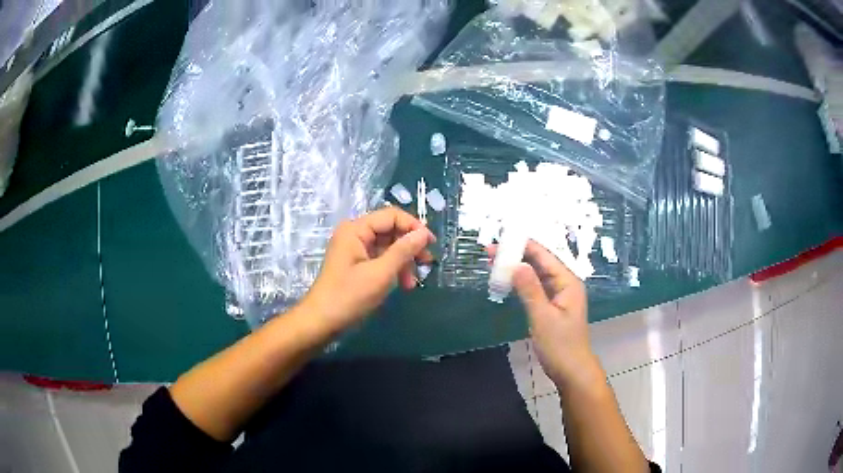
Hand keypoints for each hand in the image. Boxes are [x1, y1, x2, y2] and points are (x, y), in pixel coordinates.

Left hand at [301, 207, 434, 333]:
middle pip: (390, 230)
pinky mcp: (357, 265)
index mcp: (356, 229)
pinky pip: (381, 259)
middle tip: (427, 264)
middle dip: (409, 247)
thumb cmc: (349, 296)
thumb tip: (424, 234)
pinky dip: (393, 269)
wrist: (322, 322)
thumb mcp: (380, 274)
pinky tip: (403, 285)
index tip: (431, 244)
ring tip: (413, 282)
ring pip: (388, 246)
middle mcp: (355, 234)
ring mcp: (355, 250)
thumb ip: (403, 251)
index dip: (413, 226)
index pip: (392, 216)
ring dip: (403, 261)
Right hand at [489, 240, 601, 387]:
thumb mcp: (543, 317)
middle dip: (517, 256)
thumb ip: (530, 289)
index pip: (544, 256)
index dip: (522, 246)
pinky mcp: (553, 307)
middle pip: (540, 263)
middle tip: (490, 252)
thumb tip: (516, 264)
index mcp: (568, 282)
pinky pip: (536, 288)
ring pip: (537, 275)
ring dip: (518, 269)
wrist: (571, 371)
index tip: (500, 241)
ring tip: (495, 263)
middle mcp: (565, 284)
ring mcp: (559, 296)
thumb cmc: (560, 345)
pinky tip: (508, 282)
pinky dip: (522, 284)